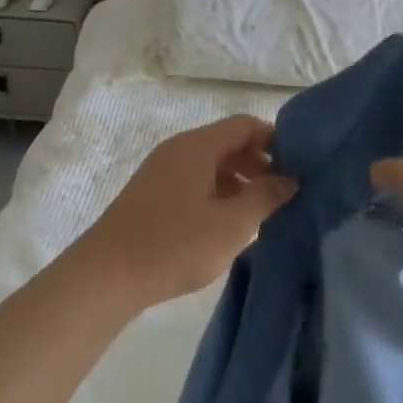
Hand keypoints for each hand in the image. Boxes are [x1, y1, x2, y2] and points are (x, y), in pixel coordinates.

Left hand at [77, 114, 296, 309]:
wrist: (105, 277)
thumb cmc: (173, 246)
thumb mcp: (230, 225)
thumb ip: (264, 197)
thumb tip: (290, 178)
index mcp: (197, 146)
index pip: (245, 125)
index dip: (274, 139)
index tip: (298, 166)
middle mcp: (178, 149)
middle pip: (228, 142)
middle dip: (259, 163)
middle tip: (283, 193)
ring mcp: (162, 171)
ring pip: (211, 164)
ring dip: (239, 181)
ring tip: (260, 213)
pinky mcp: (152, 194)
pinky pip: (194, 180)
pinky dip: (217, 192)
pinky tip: (227, 224)